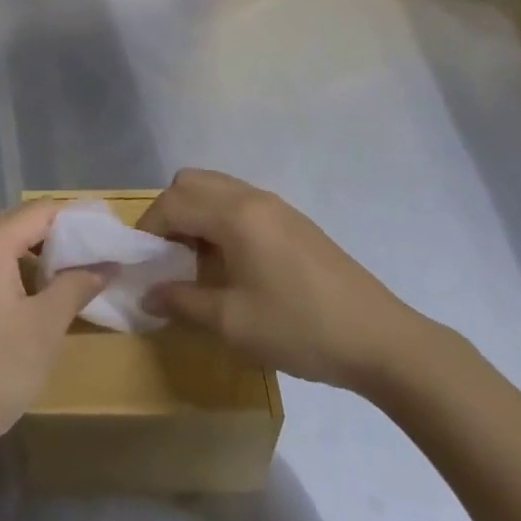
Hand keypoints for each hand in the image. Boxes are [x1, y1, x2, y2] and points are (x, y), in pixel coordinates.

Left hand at [0, 201, 110, 459]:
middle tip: (92, 260)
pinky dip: (13, 272)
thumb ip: (76, 286)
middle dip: (57, 237)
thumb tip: (105, 265)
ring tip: (67, 282)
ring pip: (2, 245)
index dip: (77, 221)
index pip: (41, 211)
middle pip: (19, 223)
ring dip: (35, 257)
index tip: (106, 239)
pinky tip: (32, 303)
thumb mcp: (45, 327)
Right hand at [139, 168, 434, 396]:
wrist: (379, 339)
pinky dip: (221, 218)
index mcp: (235, 215)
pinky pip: (241, 201)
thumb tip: (147, 294)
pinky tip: (231, 261)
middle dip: (170, 211)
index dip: (148, 228)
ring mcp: (277, 205)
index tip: (140, 262)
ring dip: (196, 212)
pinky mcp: (294, 221)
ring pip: (218, 187)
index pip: (173, 202)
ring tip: (196, 259)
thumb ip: (183, 302)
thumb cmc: (299, 328)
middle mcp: (252, 197)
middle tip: (167, 254)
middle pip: (192, 181)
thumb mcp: (233, 323)